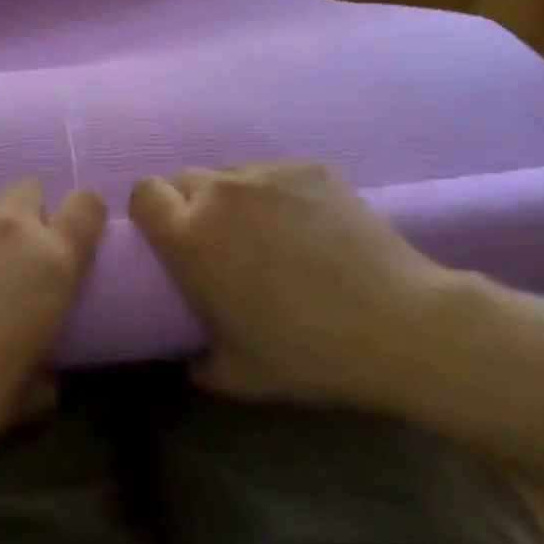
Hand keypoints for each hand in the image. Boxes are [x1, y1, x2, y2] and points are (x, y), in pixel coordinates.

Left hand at [0, 178, 105, 468]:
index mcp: (52, 263)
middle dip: (23, 213)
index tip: (69, 238)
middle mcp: (8, 226)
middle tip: (6, 254)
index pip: (86, 206)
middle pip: (27, 188)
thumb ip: (42, 377)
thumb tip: (43, 380)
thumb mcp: (22, 401)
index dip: (81, 216)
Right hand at [129, 162, 462, 407]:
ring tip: (266, 233)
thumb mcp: (237, 376)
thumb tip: (194, 356)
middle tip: (218, 243)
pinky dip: (276, 194)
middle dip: (189, 205)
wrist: (400, 325)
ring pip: (230, 173)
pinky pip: (274, 173)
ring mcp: (269, 173)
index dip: (150, 212)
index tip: (167, 238)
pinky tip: (307, 227)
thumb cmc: (307, 354)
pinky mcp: (310, 168)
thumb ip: (199, 361)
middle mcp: (220, 192)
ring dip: (232, 198)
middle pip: (183, 178)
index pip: (143, 192)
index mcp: (189, 237)